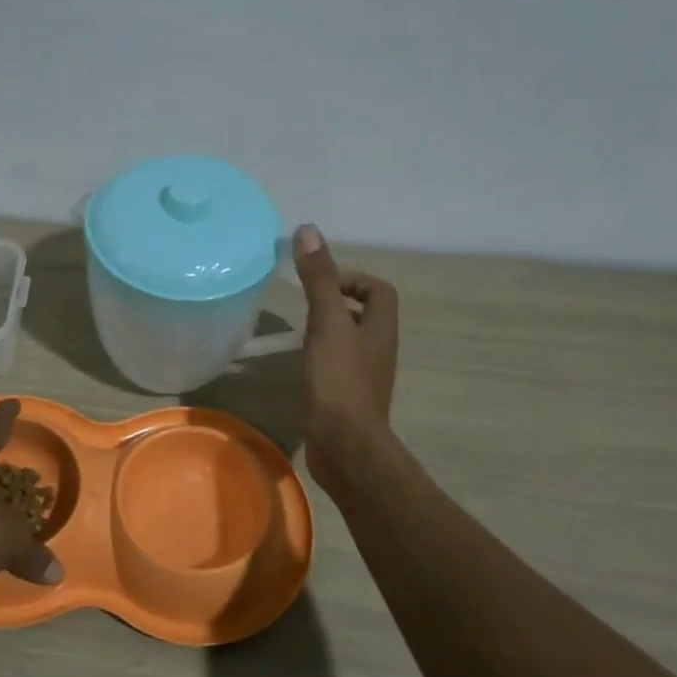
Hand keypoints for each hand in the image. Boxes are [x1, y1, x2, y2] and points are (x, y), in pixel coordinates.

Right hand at [293, 223, 400, 496]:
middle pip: (364, 315)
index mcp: (380, 328)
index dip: (353, 279)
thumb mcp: (327, 323)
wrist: (344, 446)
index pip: (379, 291)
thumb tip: (309, 231)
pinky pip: (337, 366)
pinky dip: (320, 358)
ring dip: (327, 331)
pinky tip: (299, 365)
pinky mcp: (346, 398)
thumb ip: (320, 279)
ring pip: (349, 341)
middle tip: (304, 307)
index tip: (321, 285)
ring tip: (297, 332)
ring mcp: (363, 376)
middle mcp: (377, 349)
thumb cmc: (339, 381)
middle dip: (336, 303)